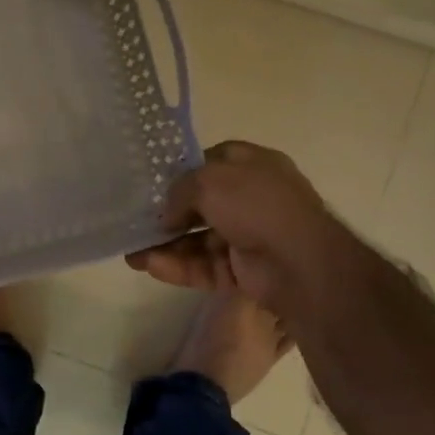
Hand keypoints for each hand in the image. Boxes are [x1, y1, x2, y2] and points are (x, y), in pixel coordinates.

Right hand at [126, 141, 357, 316]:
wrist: (301, 263)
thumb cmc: (256, 205)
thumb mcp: (208, 181)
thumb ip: (179, 191)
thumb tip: (166, 215)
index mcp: (254, 166)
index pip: (212, 163)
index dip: (183, 172)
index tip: (155, 184)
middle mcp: (253, 199)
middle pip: (202, 205)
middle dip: (168, 216)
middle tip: (136, 224)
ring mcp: (250, 236)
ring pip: (200, 239)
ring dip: (167, 246)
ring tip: (132, 255)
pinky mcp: (245, 271)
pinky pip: (206, 266)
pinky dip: (180, 267)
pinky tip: (151, 266)